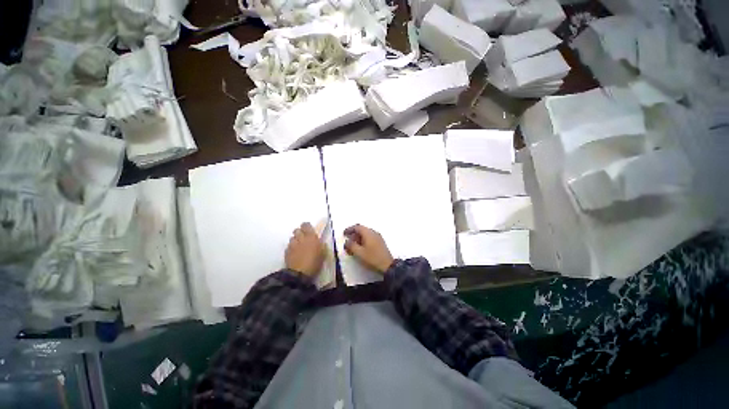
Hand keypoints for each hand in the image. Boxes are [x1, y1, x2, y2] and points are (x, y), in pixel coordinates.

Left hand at [285, 222, 324, 277]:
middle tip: (304, 238)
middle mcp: (301, 238)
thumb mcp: (323, 253)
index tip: (309, 230)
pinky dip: (291, 248)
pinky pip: (288, 246)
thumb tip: (321, 242)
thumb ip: (322, 245)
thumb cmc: (314, 262)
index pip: (306, 225)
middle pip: (297, 230)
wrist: (300, 273)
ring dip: (295, 240)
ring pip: (292, 238)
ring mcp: (292, 245)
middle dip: (300, 233)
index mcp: (311, 237)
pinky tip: (295, 253)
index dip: (307, 226)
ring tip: (299, 246)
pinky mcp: (286, 252)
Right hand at [343, 224, 393, 273]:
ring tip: (353, 246)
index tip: (344, 234)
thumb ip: (351, 246)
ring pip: (366, 234)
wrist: (388, 265)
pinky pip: (370, 237)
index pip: (357, 227)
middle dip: (354, 234)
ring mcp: (378, 237)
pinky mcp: (380, 242)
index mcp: (368, 233)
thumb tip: (347, 241)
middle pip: (362, 230)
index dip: (349, 229)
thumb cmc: (372, 258)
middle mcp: (373, 232)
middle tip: (348, 241)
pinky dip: (363, 240)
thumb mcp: (359, 253)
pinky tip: (361, 248)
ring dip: (358, 238)